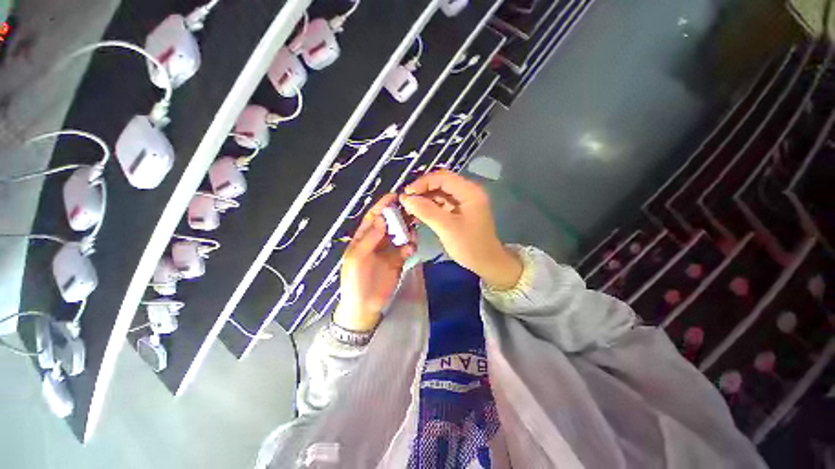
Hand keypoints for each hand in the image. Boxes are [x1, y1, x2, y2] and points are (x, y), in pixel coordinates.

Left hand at [335, 194, 414, 331]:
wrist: (365, 306)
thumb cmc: (355, 281)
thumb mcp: (356, 259)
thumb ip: (368, 239)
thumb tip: (381, 218)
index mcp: (363, 238)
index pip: (373, 217)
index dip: (382, 206)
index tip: (395, 196)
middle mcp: (377, 240)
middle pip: (389, 223)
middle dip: (399, 216)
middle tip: (411, 211)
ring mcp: (389, 250)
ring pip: (400, 234)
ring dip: (407, 230)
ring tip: (412, 233)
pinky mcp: (399, 260)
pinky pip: (407, 248)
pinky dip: (410, 246)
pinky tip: (410, 249)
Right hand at [400, 170, 521, 289]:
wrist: (486, 263)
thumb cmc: (470, 246)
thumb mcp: (447, 228)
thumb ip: (426, 211)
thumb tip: (405, 198)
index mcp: (469, 191)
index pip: (442, 177)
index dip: (422, 183)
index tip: (406, 194)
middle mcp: (466, 192)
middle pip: (440, 184)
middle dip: (422, 191)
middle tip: (405, 202)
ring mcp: (462, 202)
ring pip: (439, 194)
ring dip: (423, 199)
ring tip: (408, 208)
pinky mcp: (458, 211)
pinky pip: (441, 204)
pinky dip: (429, 208)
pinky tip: (417, 214)